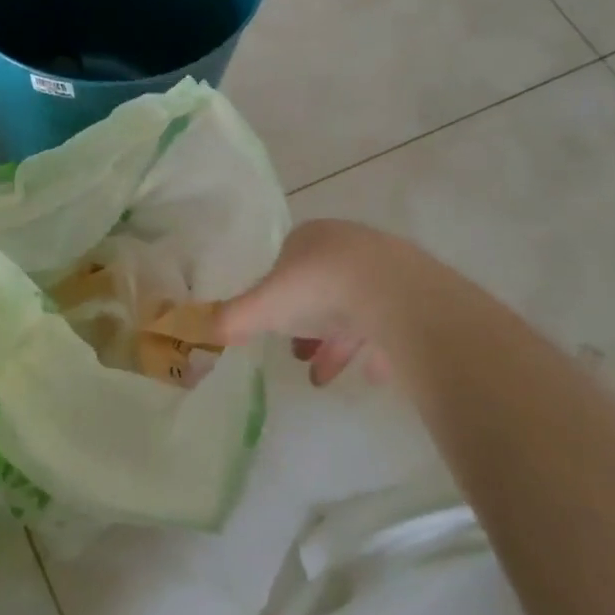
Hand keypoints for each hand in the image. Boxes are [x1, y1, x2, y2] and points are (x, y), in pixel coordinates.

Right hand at [217, 220, 438, 385]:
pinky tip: (370, 375)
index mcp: (310, 237)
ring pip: (355, 306)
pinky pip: (390, 324)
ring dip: (337, 342)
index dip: (275, 294)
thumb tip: (198, 328)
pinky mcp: (416, 293)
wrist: (397, 295)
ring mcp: (386, 268)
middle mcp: (348, 246)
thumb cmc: (319, 289)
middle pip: (321, 286)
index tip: (272, 324)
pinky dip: (377, 348)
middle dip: (307, 323)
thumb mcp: (263, 307)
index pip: (286, 261)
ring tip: (323, 377)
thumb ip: (231, 318)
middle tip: (297, 354)